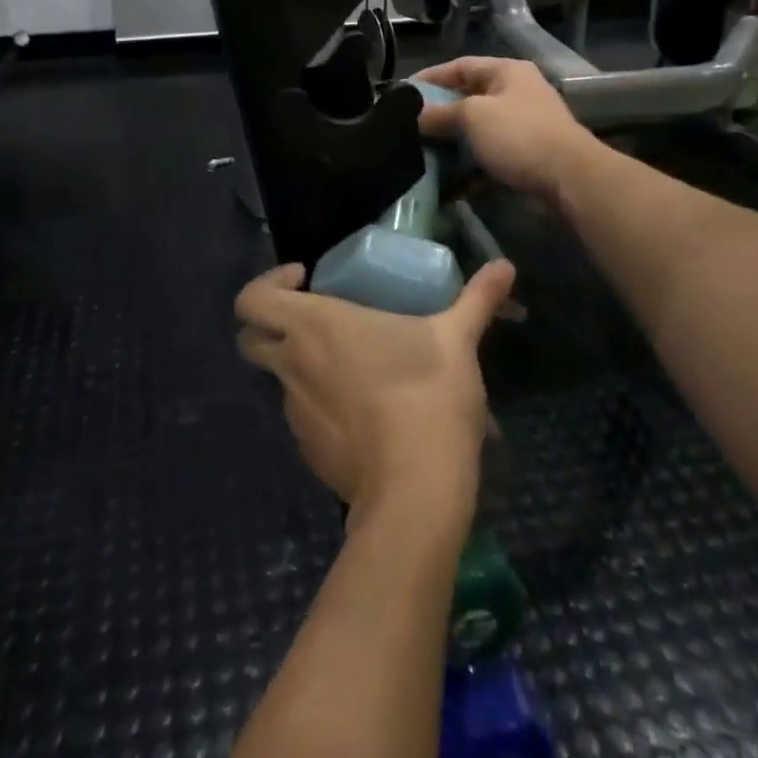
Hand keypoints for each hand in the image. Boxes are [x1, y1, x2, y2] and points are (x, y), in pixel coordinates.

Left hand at [235, 261, 517, 518]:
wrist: (416, 492)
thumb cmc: (428, 397)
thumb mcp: (457, 340)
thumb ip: (477, 299)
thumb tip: (506, 265)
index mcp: (313, 326)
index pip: (251, 299)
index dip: (267, 283)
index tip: (305, 279)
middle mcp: (292, 363)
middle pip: (251, 337)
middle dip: (271, 323)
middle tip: (315, 318)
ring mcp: (294, 410)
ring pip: (276, 376)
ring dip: (299, 363)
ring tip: (350, 364)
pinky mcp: (306, 448)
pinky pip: (301, 412)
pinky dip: (318, 402)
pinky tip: (362, 408)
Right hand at [415, 57, 597, 203]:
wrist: (569, 180)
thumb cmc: (519, 135)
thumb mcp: (472, 116)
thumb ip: (439, 114)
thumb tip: (412, 116)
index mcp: (506, 73)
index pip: (460, 66)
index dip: (430, 77)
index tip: (402, 93)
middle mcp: (514, 95)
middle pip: (466, 100)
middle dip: (438, 116)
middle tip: (408, 128)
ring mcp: (520, 128)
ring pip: (475, 133)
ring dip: (451, 146)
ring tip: (421, 156)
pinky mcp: (522, 158)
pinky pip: (486, 160)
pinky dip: (467, 170)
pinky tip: (445, 184)